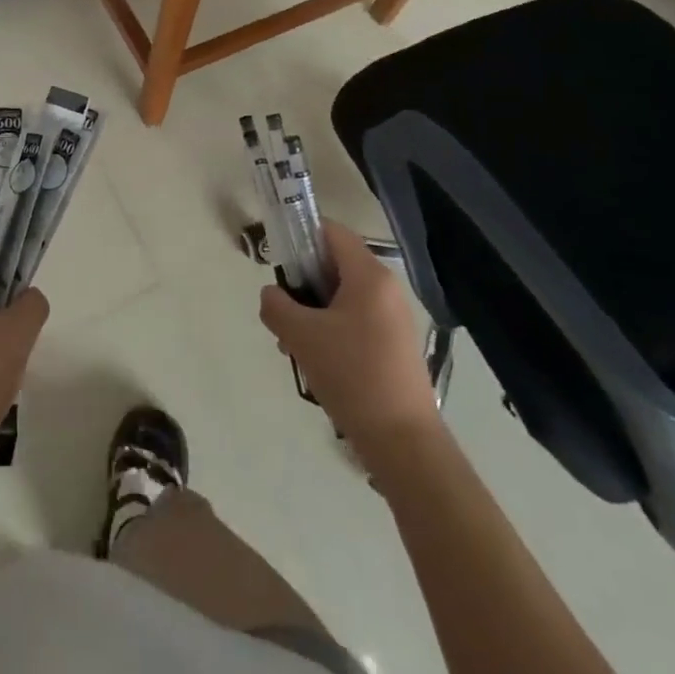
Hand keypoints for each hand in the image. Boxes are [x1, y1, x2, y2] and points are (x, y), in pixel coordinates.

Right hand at [260, 220, 437, 456]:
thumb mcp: (301, 335)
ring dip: (313, 311)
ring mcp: (394, 318)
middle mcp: (386, 288)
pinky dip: (332, 329)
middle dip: (303, 283)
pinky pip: (356, 320)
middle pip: (335, 264)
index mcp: (369, 275)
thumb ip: (276, 305)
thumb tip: (272, 295)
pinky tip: (315, 361)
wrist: (403, 442)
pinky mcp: (395, 345)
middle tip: (282, 311)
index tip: (278, 264)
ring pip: (343, 296)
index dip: (300, 238)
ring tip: (293, 344)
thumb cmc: (352, 375)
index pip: (330, 231)